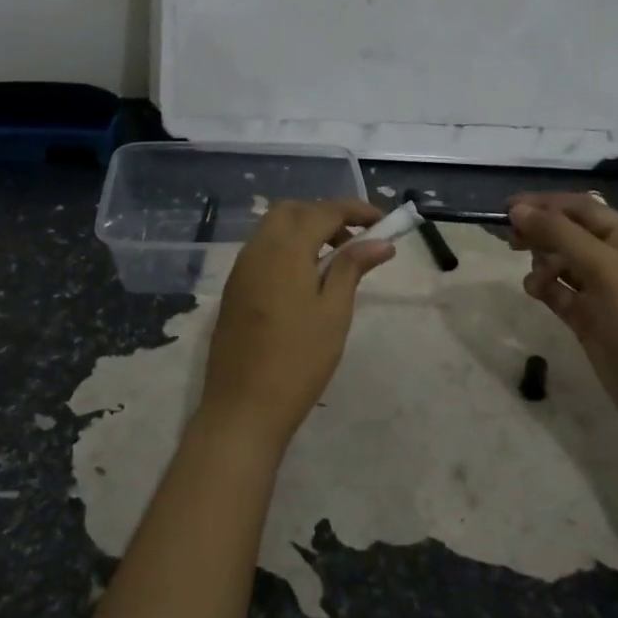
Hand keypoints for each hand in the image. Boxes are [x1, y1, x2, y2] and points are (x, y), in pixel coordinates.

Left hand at [197, 199, 394, 454]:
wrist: (242, 408)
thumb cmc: (298, 361)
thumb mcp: (334, 313)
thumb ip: (352, 268)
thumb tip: (379, 241)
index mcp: (284, 250)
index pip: (323, 211)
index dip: (356, 210)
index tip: (384, 221)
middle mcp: (257, 250)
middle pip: (292, 211)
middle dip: (325, 215)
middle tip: (355, 241)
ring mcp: (240, 270)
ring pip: (273, 229)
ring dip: (305, 231)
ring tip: (335, 262)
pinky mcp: (234, 290)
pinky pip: (262, 251)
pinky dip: (287, 249)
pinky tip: (306, 280)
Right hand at [508, 193, 617, 425]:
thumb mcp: (601, 268)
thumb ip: (559, 235)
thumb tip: (517, 210)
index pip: (581, 208)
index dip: (545, 203)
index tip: (507, 208)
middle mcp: (615, 259)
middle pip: (568, 232)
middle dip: (541, 232)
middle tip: (511, 240)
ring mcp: (600, 289)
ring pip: (560, 261)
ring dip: (542, 263)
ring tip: (537, 278)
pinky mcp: (586, 315)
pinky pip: (557, 290)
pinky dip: (544, 287)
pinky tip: (537, 293)